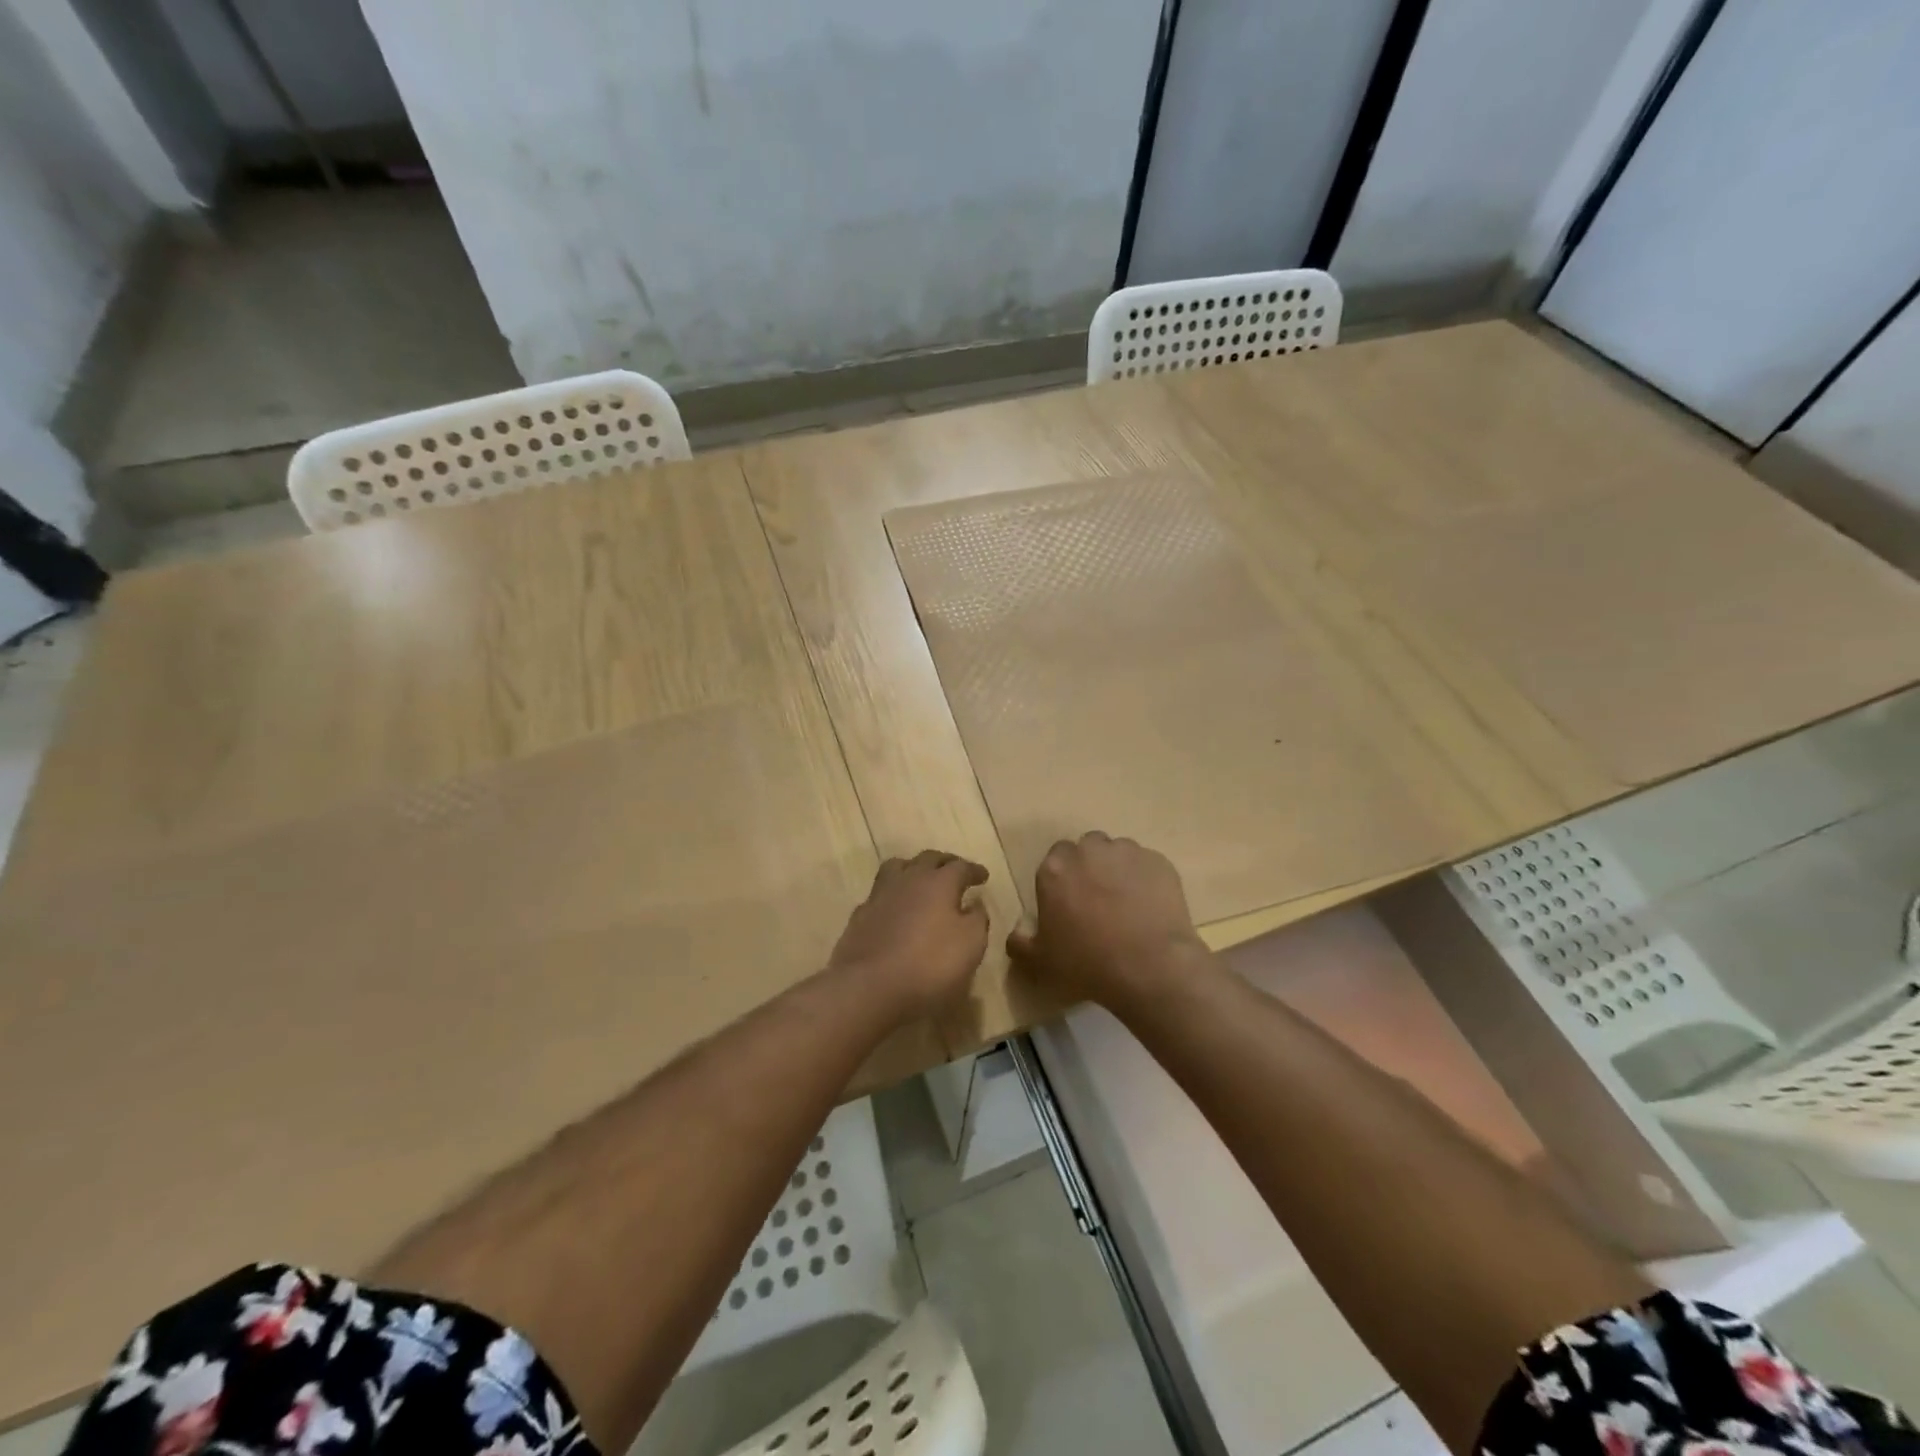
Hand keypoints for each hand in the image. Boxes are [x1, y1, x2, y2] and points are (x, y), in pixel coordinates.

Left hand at [828, 850, 990, 1019]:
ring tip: (921, 879)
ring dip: (914, 869)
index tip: (983, 876)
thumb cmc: (929, 965)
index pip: (960, 866)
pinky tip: (896, 908)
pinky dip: (893, 894)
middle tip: (955, 870)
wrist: (869, 987)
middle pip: (928, 859)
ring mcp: (880, 895)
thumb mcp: (970, 945)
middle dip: (945, 862)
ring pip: (898, 867)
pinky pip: (880, 893)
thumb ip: (977, 919)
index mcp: (939, 883)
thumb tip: (975, 904)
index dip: (973, 870)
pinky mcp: (860, 915)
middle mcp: (908, 880)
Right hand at [1006, 832, 1209, 1013]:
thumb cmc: (1088, 964)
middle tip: (1097, 901)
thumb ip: (1020, 943)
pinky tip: (1150, 908)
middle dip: (1089, 868)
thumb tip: (1016, 932)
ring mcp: (1127, 852)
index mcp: (1055, 869)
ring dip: (1117, 870)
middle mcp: (1089, 850)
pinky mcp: (1159, 861)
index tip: (1069, 903)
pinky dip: (1146, 880)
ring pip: (1118, 853)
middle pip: (1086, 849)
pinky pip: (1147, 865)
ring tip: (1127, 904)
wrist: (1151, 967)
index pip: (1054, 860)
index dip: (1063, 880)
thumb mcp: (1041, 962)